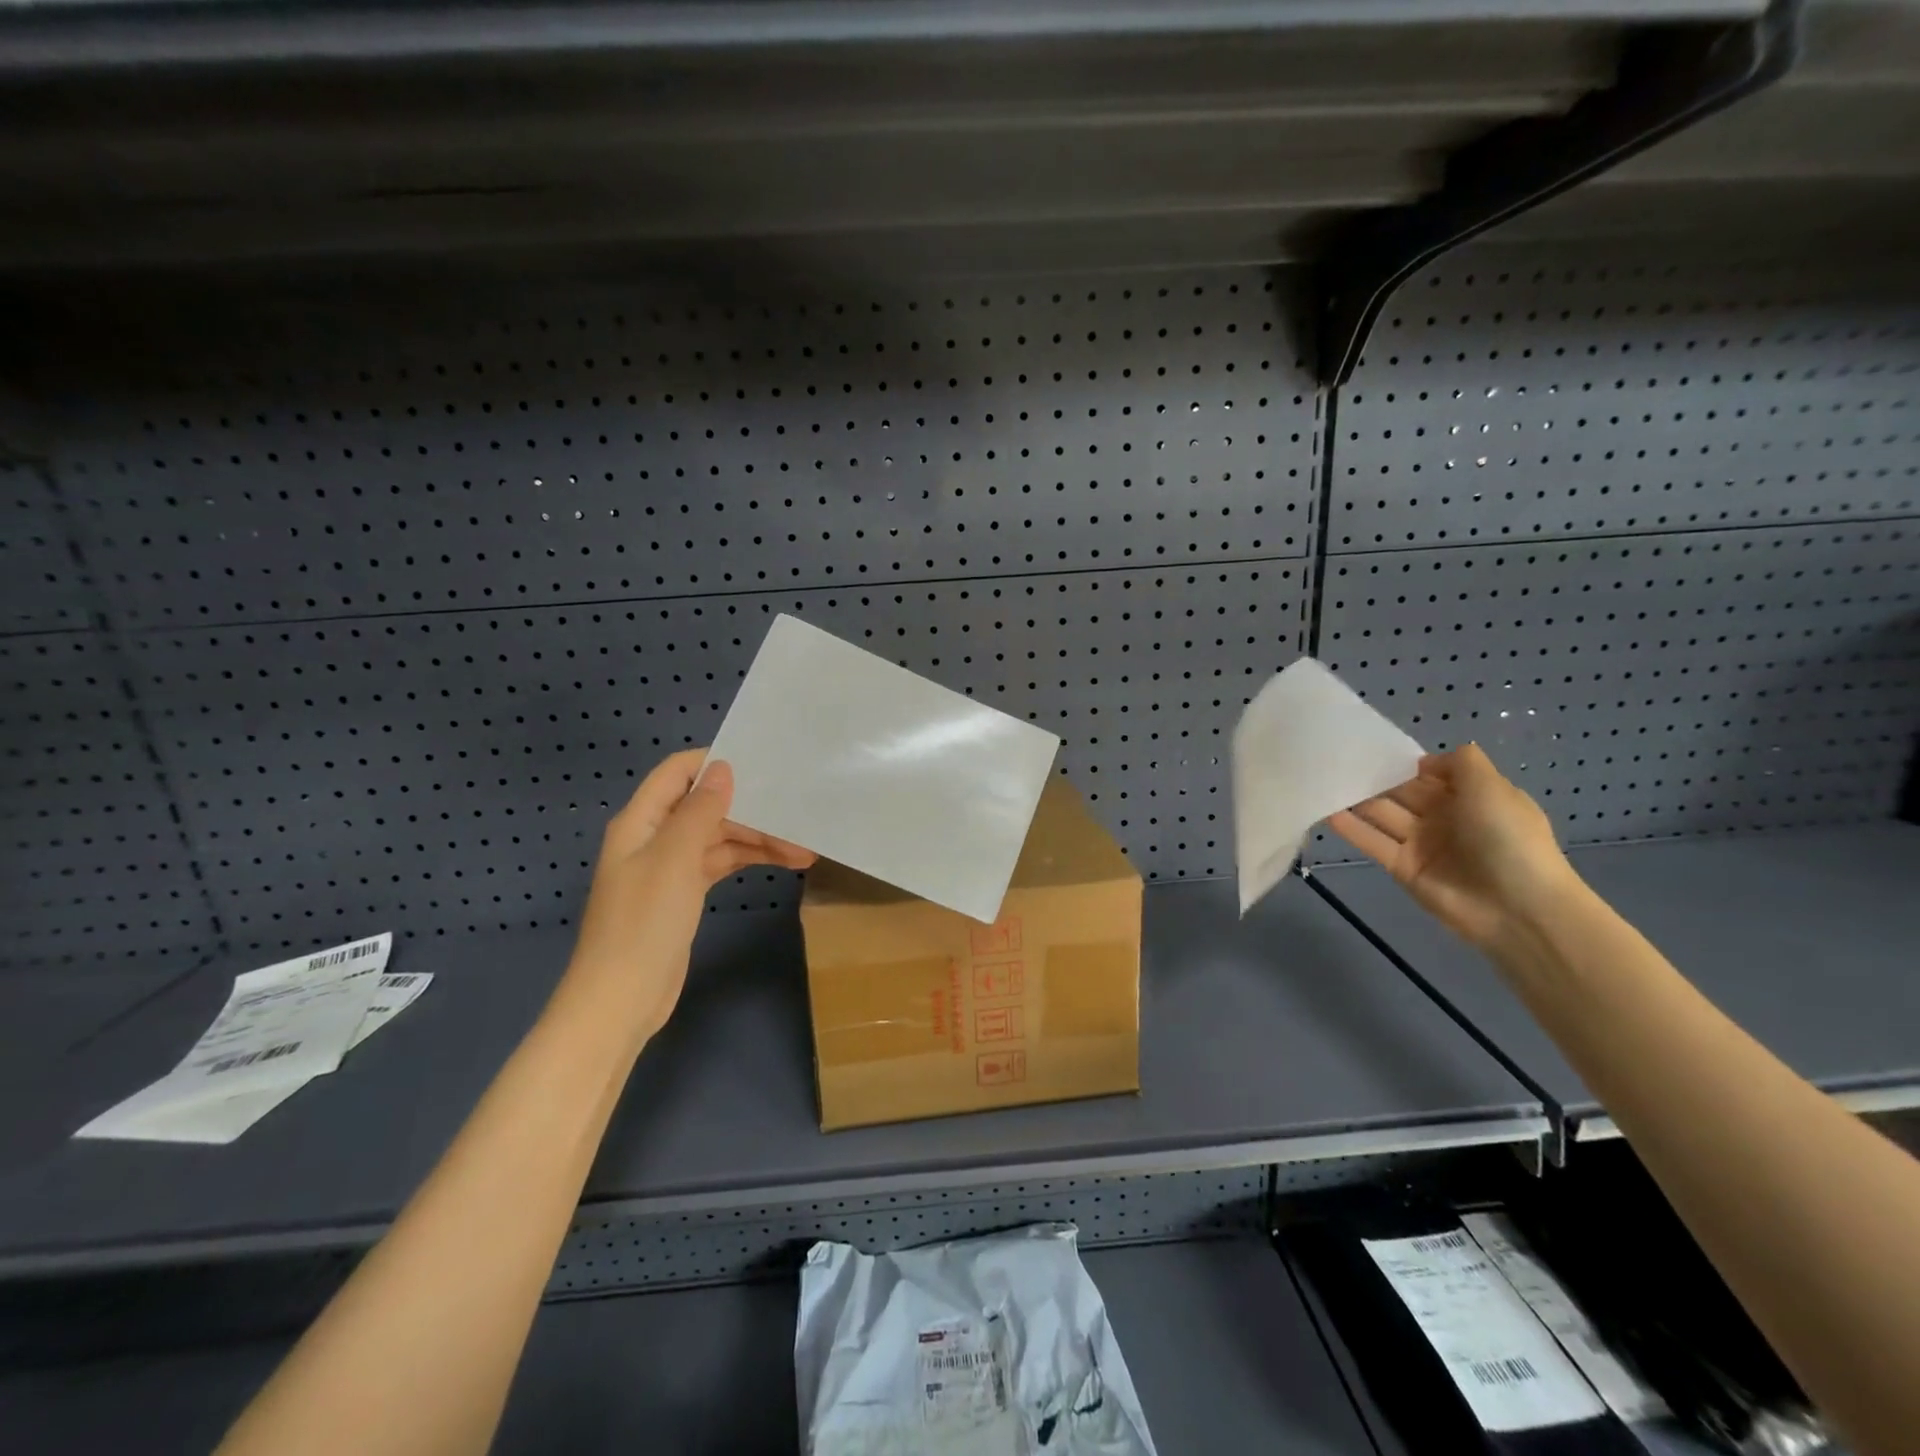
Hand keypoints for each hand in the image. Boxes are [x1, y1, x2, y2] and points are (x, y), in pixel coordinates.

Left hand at [565, 750, 815, 1040]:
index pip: (677, 772)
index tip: (762, 764)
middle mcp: (654, 837)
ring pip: (719, 837)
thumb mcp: (674, 860)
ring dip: (758, 839)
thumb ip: (700, 811)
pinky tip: (784, 863)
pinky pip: (720, 863)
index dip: (714, 762)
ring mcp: (669, 867)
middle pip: (706, 806)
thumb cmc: (644, 923)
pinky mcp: (683, 894)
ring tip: (804, 848)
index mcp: (641, 821)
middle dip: (750, 809)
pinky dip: (749, 860)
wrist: (621, 999)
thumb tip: (723, 769)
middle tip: (797, 813)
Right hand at [1328, 743, 1584, 950]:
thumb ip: (1461, 763)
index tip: (1370, 747)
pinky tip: (1325, 811)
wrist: (1518, 908)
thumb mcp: (1493, 788)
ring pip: (1383, 815)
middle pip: (1401, 792)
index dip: (1404, 761)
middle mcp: (1444, 817)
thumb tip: (1425, 760)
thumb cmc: (1508, 839)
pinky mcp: (1402, 868)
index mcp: (1470, 796)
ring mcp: (1421, 844)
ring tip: (1322, 780)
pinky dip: (1351, 828)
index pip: (1429, 773)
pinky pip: (1373, 843)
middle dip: (1373, 778)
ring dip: (1356, 800)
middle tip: (1335, 760)